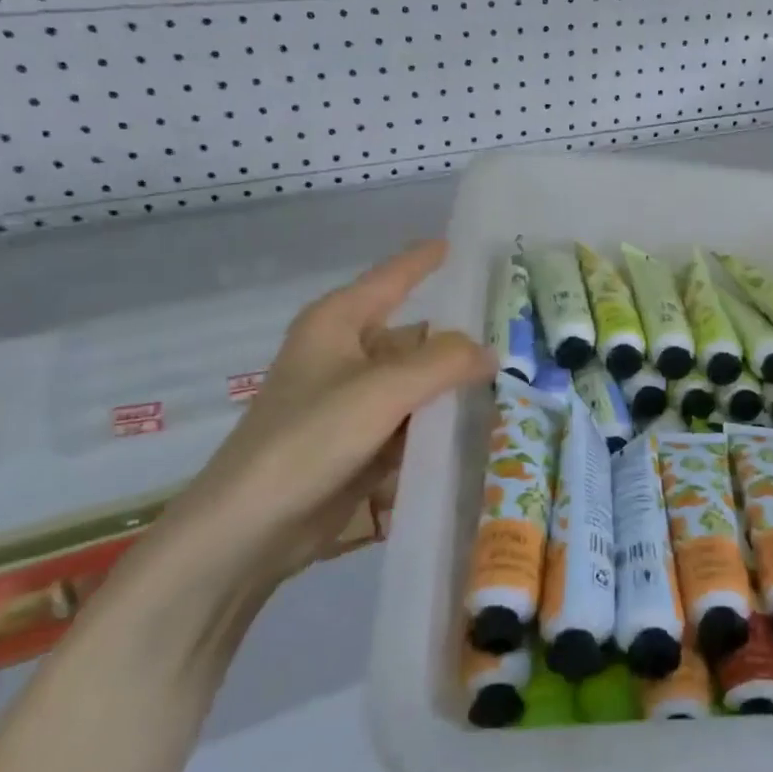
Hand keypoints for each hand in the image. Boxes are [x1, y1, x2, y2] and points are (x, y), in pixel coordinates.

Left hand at [152, 241, 493, 596]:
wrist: (251, 527)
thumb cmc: (309, 438)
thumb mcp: (382, 390)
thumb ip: (443, 362)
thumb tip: (491, 352)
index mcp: (339, 323)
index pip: (393, 277)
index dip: (427, 260)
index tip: (465, 244)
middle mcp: (346, 353)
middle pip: (415, 336)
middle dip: (461, 341)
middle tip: (521, 338)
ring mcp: (353, 400)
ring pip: (417, 382)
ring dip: (455, 388)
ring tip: (516, 384)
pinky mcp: (360, 441)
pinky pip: (411, 420)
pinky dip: (438, 423)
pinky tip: (481, 427)